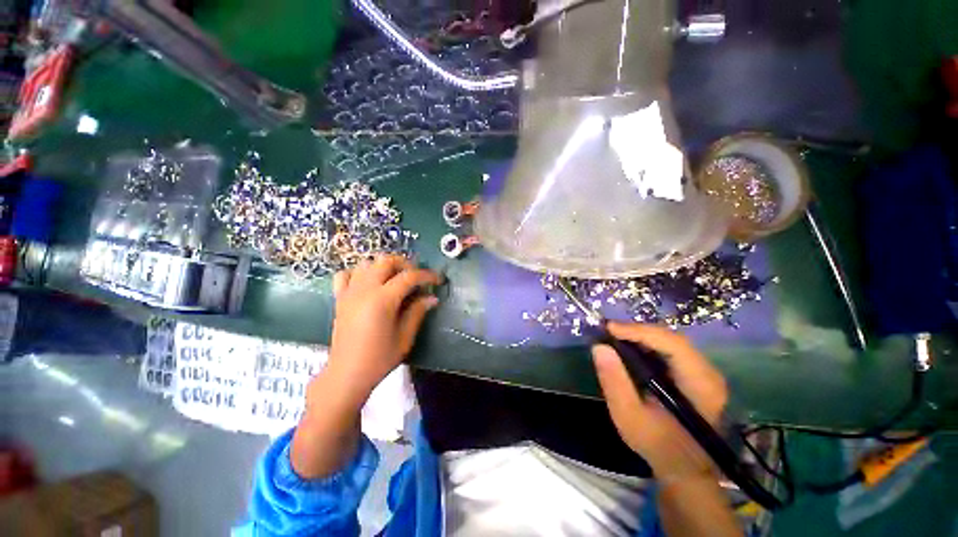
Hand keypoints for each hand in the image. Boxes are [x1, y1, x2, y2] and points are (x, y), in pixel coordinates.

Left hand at [325, 255, 441, 404]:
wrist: (346, 375)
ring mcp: (349, 292)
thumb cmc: (379, 359)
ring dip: (384, 266)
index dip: (427, 275)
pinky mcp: (339, 298)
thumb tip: (432, 297)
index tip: (438, 280)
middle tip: (416, 278)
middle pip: (386, 261)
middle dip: (405, 264)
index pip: (409, 277)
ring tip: (395, 279)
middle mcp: (364, 290)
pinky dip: (360, 273)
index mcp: (382, 300)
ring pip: (366, 263)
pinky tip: (369, 283)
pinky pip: (346, 274)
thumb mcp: (405, 337)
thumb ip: (418, 312)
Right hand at [592, 322, 727, 480]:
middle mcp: (709, 374)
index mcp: (700, 385)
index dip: (640, 331)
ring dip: (642, 336)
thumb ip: (614, 382)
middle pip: (672, 339)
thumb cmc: (657, 446)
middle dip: (638, 331)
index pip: (673, 344)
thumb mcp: (629, 417)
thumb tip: (599, 347)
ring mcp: (705, 373)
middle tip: (609, 331)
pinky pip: (671, 350)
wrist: (684, 468)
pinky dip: (648, 345)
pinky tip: (631, 348)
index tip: (609, 328)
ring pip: (671, 341)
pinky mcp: (696, 374)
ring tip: (615, 337)